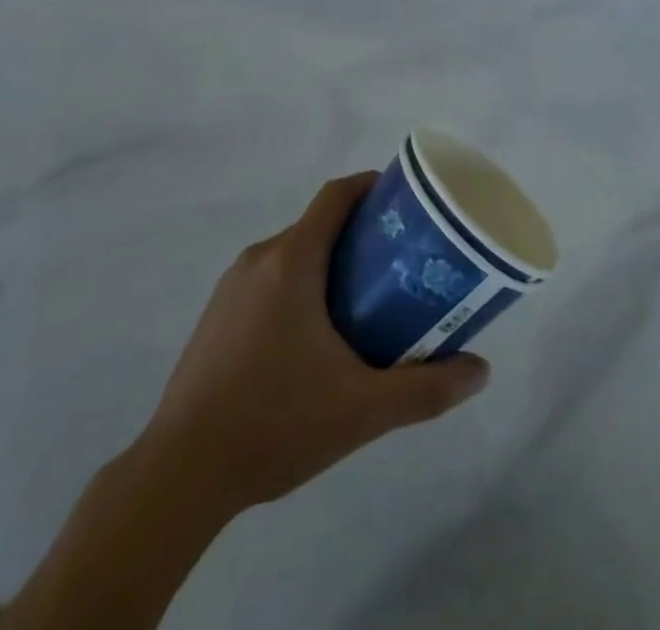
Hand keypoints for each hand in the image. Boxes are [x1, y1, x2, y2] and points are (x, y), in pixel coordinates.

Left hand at [138, 174, 489, 515]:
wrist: (179, 473)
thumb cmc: (274, 423)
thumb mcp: (362, 409)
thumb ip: (426, 389)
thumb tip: (480, 371)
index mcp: (291, 260)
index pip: (336, 196)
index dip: (372, 186)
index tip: (406, 203)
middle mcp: (259, 259)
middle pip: (319, 225)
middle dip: (361, 236)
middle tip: (400, 266)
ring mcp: (231, 287)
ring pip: (293, 254)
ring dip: (330, 265)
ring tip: (367, 304)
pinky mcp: (216, 316)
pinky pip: (269, 280)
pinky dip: (301, 287)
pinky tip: (316, 340)